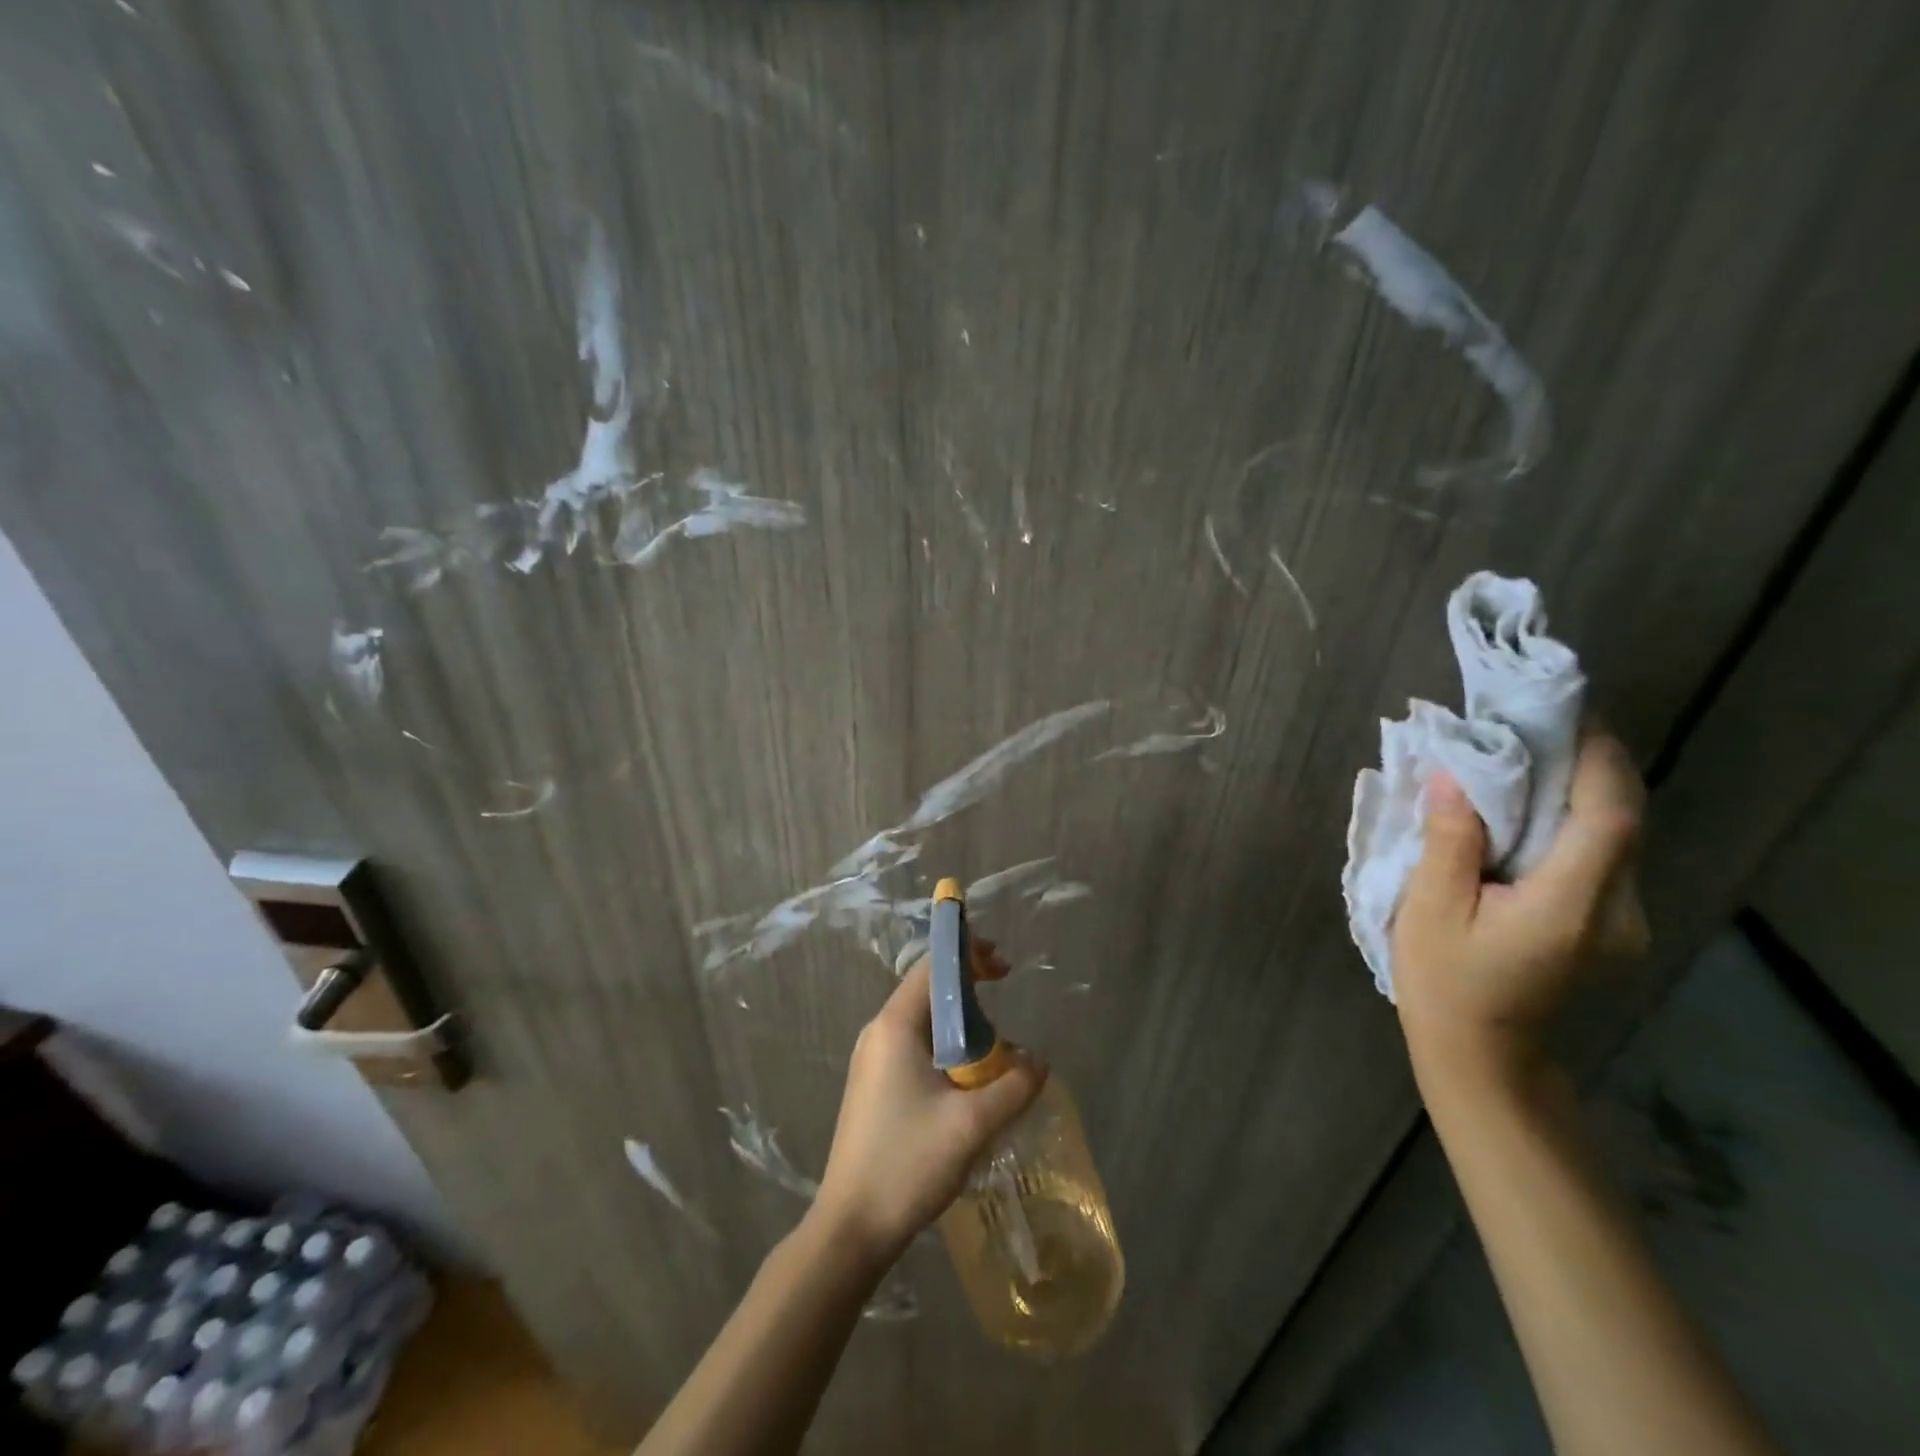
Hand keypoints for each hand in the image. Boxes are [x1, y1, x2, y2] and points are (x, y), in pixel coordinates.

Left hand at [813, 940, 1047, 1263]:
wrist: (850, 1228)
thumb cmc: (906, 1163)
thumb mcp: (971, 1124)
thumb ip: (1013, 1086)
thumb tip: (1038, 1062)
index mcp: (894, 1026)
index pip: (932, 968)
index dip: (968, 955)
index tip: (1003, 964)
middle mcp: (879, 1033)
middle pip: (928, 991)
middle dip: (969, 988)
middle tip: (1005, 993)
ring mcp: (873, 1061)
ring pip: (925, 1023)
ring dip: (961, 1023)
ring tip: (995, 1044)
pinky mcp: (875, 1087)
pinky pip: (916, 1049)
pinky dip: (947, 1048)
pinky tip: (968, 1079)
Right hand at [1393, 729, 1649, 1082]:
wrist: (1483, 1056)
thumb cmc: (1446, 983)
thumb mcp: (1430, 910)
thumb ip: (1449, 841)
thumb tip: (1451, 776)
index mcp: (1571, 907)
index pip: (1609, 818)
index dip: (1596, 760)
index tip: (1564, 713)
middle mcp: (1618, 910)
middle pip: (1621, 820)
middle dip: (1587, 764)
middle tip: (1533, 724)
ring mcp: (1621, 920)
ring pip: (1616, 835)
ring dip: (1580, 788)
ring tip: (1526, 753)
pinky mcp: (1609, 922)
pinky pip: (1601, 854)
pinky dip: (1574, 818)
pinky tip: (1532, 805)